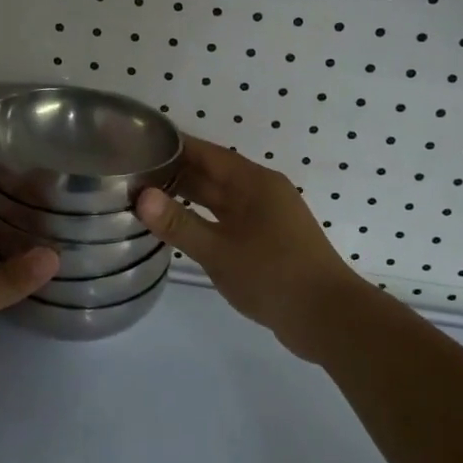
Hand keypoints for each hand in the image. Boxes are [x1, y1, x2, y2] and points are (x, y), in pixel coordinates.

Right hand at [137, 137, 366, 358]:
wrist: (328, 318)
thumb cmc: (272, 276)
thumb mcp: (218, 251)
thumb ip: (179, 223)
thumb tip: (141, 195)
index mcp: (254, 182)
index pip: (206, 153)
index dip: (174, 147)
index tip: (139, 144)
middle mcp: (262, 191)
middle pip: (213, 174)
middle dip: (176, 172)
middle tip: (133, 173)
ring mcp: (268, 216)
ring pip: (221, 198)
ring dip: (189, 197)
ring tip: (148, 198)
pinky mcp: (270, 240)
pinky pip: (229, 218)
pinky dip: (204, 218)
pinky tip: (181, 228)